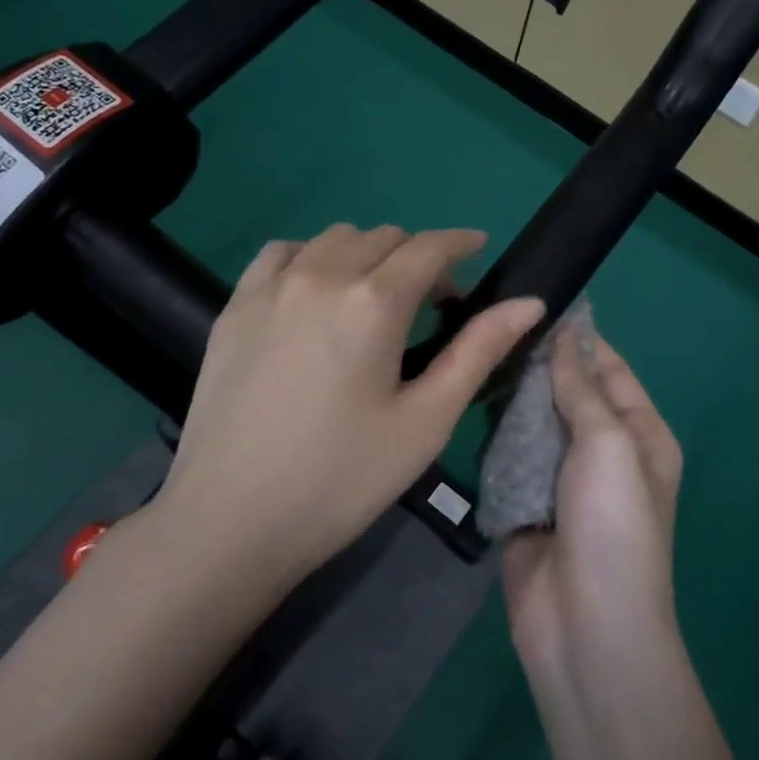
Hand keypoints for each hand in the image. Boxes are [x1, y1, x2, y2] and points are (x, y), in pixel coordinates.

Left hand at [149, 224, 544, 592]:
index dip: (460, 242)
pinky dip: (311, 256)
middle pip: (384, 237)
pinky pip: (281, 253)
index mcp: (373, 303)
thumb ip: (478, 351)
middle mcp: (321, 276)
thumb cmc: (341, 479)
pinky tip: (316, 290)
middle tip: (432, 303)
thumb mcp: (425, 421)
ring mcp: (270, 287)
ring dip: (368, 253)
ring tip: (376, 297)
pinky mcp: (234, 307)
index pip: (428, 248)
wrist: (228, 522)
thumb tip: (530, 303)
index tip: (479, 246)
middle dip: (418, 257)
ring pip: (334, 238)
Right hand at [502, 318, 684, 683]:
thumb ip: (581, 388)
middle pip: (566, 393)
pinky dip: (491, 436)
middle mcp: (603, 452)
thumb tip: (566, 333)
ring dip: (509, 398)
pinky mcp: (525, 504)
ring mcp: (561, 480)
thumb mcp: (608, 444)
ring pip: (532, 423)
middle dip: (534, 365)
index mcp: (639, 435)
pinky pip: (507, 457)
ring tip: (469, 355)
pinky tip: (462, 405)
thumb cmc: (613, 526)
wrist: (586, 629)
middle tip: (486, 325)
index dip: (577, 337)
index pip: (608, 369)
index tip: (534, 301)